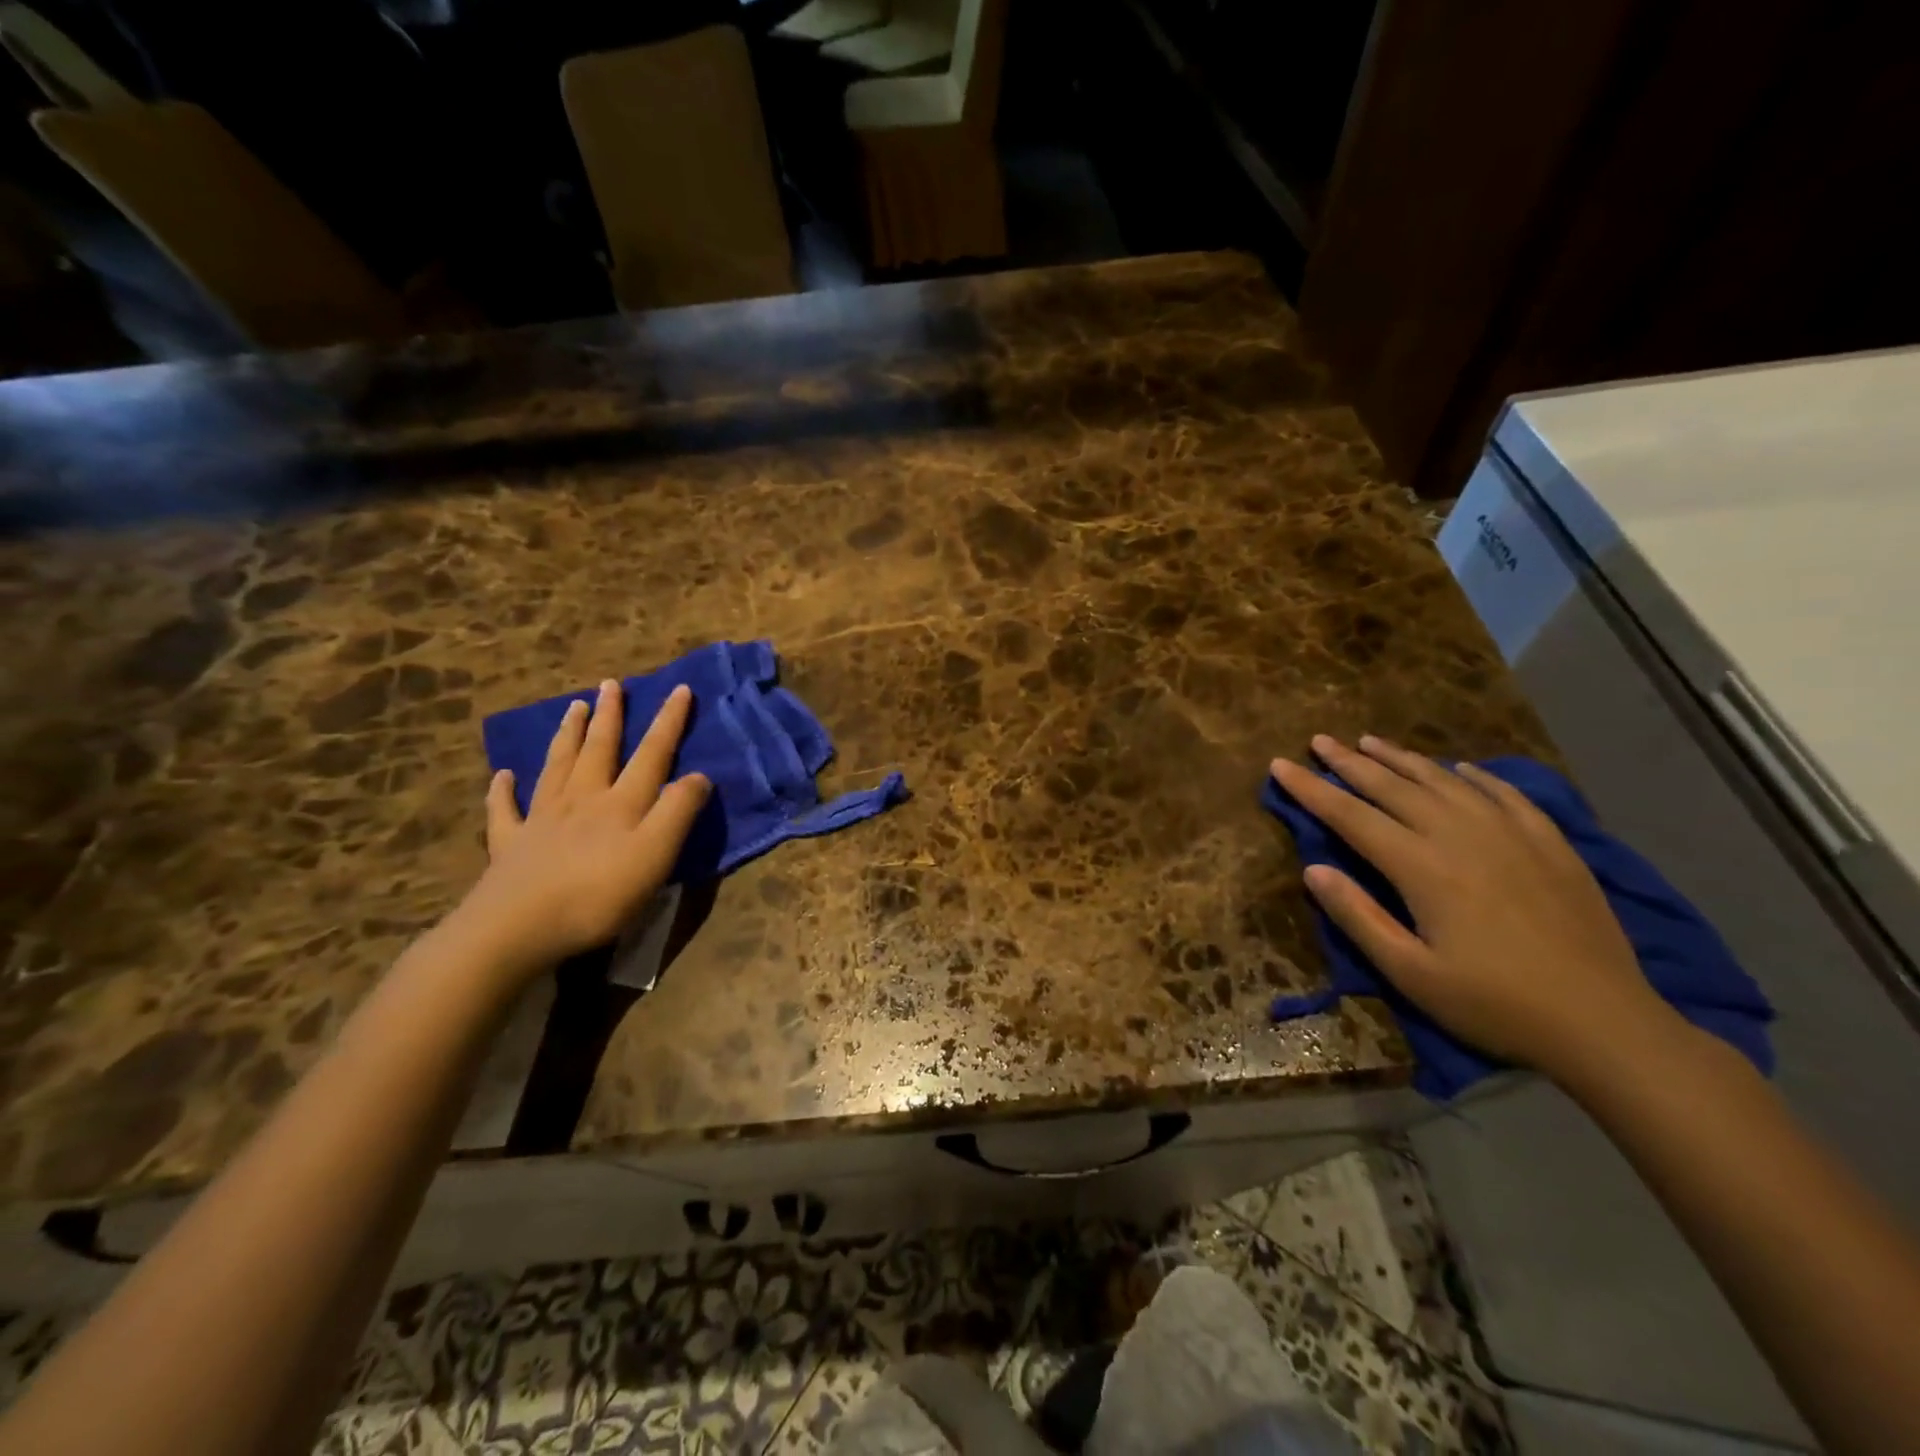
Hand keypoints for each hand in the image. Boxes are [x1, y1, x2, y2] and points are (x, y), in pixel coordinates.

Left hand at [457, 680, 709, 977]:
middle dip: (610, 716)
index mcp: (621, 802)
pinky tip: (502, 776)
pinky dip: (503, 790)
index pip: (652, 754)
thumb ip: (678, 811)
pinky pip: (505, 810)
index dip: (668, 721)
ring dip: (567, 735)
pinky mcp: (509, 845)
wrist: (517, 928)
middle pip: (599, 749)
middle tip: (611, 685)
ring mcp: (541, 819)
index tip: (680, 689)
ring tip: (574, 708)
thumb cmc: (598, 894)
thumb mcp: (656, 854)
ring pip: (557, 766)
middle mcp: (581, 799)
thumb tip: (699, 775)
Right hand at [1269, 734, 1681, 1079]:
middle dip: (1349, 762)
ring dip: (1402, 758)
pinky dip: (1475, 776)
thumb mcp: (1410, 973)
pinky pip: (1504, 794)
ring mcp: (1510, 834)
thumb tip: (1313, 868)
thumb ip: (1358, 917)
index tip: (1280, 764)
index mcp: (1421, 866)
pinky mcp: (1550, 844)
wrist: (1606, 1022)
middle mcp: (1460, 835)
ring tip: (1371, 740)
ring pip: (1444, 781)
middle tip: (1320, 740)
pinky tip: (1460, 769)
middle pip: (1393, 787)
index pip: (1350, 815)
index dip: (1311, 789)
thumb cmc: (1494, 1004)